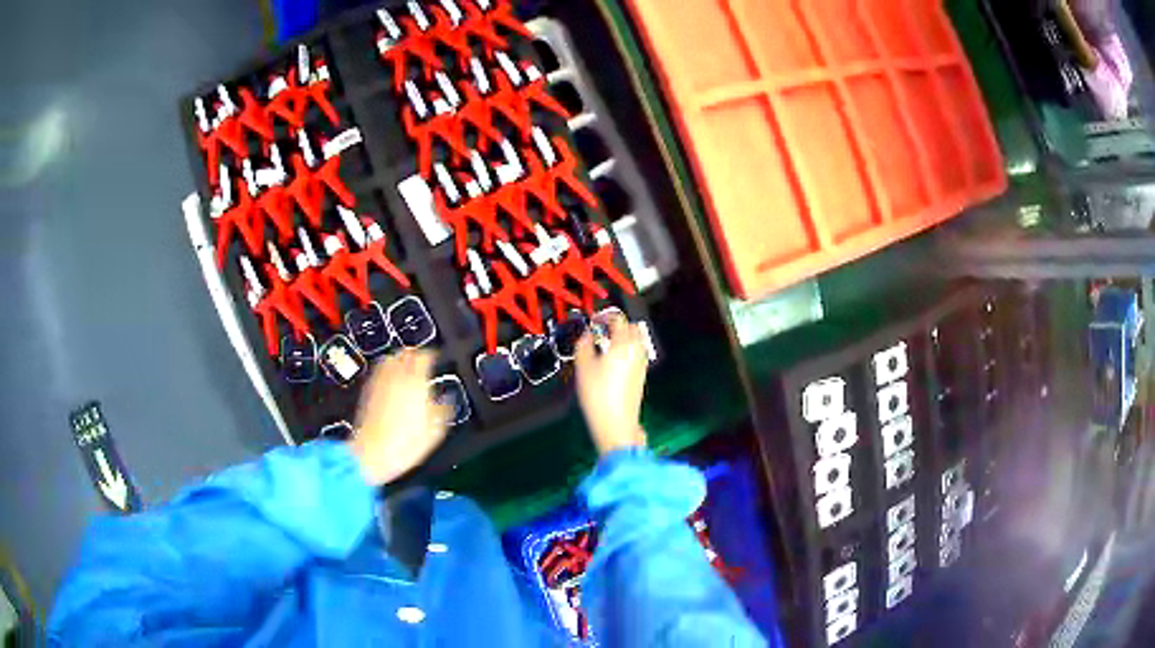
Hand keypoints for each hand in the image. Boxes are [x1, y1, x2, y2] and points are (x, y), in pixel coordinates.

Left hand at [349, 349, 449, 485]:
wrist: (372, 454)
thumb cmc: (402, 445)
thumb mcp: (435, 432)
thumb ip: (444, 410)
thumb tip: (448, 400)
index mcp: (416, 383)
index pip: (424, 356)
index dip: (432, 355)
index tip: (435, 359)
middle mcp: (396, 378)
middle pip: (405, 353)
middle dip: (414, 354)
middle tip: (421, 362)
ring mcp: (379, 383)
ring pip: (389, 359)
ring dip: (398, 360)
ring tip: (404, 368)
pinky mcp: (367, 392)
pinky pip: (378, 373)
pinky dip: (386, 372)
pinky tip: (390, 383)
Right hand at [574, 313, 648, 455]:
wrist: (616, 423)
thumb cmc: (599, 395)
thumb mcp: (583, 367)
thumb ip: (583, 345)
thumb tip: (584, 336)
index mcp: (623, 344)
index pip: (618, 319)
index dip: (604, 316)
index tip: (594, 320)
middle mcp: (636, 350)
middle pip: (632, 328)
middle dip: (618, 325)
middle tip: (601, 330)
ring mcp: (641, 363)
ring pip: (636, 341)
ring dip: (623, 338)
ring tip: (606, 345)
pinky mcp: (641, 376)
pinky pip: (636, 354)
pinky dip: (626, 351)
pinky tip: (612, 362)